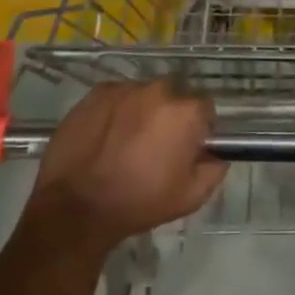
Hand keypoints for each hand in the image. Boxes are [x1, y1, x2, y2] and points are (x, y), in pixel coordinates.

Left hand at [25, 81, 227, 255]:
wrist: (77, 207)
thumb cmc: (140, 202)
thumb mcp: (191, 197)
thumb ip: (215, 169)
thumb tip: (217, 153)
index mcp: (186, 112)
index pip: (205, 108)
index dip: (198, 128)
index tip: (186, 148)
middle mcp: (159, 90)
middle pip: (174, 96)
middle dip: (170, 116)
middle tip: (156, 145)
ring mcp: (126, 88)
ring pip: (144, 95)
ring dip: (143, 111)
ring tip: (126, 141)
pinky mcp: (98, 92)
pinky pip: (118, 96)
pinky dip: (117, 111)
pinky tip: (106, 136)